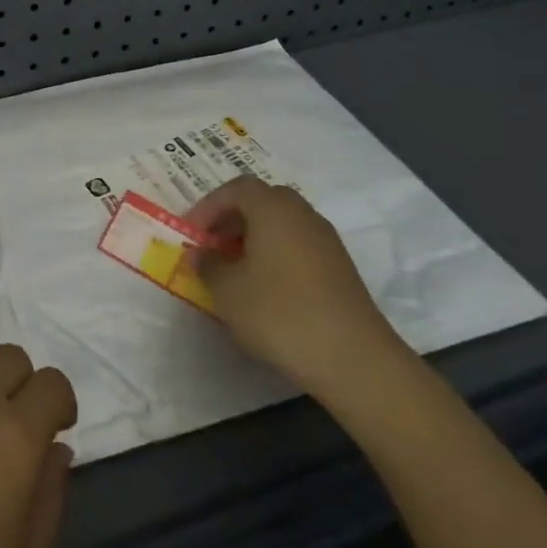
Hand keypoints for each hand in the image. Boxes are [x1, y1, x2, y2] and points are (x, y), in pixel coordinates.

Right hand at [187, 175, 408, 401]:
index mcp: (272, 208)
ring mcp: (326, 241)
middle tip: (213, 245)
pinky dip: (277, 255)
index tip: (192, 233)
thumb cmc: (280, 313)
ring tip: (236, 269)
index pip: (235, 189)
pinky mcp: (341, 269)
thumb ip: (208, 265)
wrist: (354, 359)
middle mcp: (302, 214)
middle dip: (233, 218)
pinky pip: (299, 246)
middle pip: (262, 201)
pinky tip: (267, 288)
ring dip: (255, 238)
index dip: (209, 206)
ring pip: (282, 224)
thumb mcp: (228, 290)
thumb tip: (201, 253)